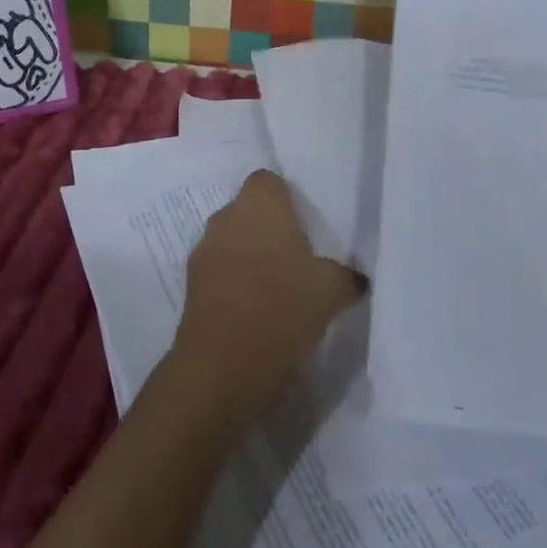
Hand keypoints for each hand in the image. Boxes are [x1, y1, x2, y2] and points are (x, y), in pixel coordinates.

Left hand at [173, 171, 364, 418]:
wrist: (222, 366)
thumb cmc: (282, 308)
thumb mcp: (332, 290)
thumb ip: (346, 275)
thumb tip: (356, 277)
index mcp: (260, 203)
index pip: (268, 180)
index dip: (285, 198)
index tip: (305, 224)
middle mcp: (226, 217)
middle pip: (248, 211)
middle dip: (269, 229)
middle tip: (298, 257)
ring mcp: (204, 252)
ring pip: (232, 242)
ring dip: (249, 257)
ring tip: (278, 288)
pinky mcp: (190, 287)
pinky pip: (219, 273)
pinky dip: (234, 284)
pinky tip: (257, 311)